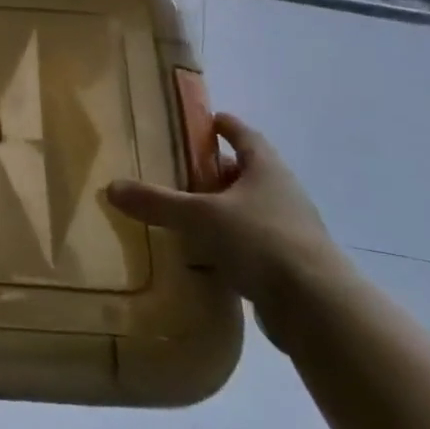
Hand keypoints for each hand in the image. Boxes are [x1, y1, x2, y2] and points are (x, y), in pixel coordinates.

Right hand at [107, 112, 352, 343]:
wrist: (318, 309)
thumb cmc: (261, 241)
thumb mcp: (199, 216)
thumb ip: (156, 202)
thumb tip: (111, 187)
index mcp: (267, 170)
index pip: (246, 136)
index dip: (226, 126)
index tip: (209, 120)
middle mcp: (282, 195)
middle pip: (246, 174)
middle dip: (216, 171)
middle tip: (181, 170)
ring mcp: (289, 232)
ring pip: (248, 211)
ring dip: (221, 211)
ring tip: (184, 214)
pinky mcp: (288, 267)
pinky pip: (250, 247)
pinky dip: (227, 246)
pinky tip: (201, 256)